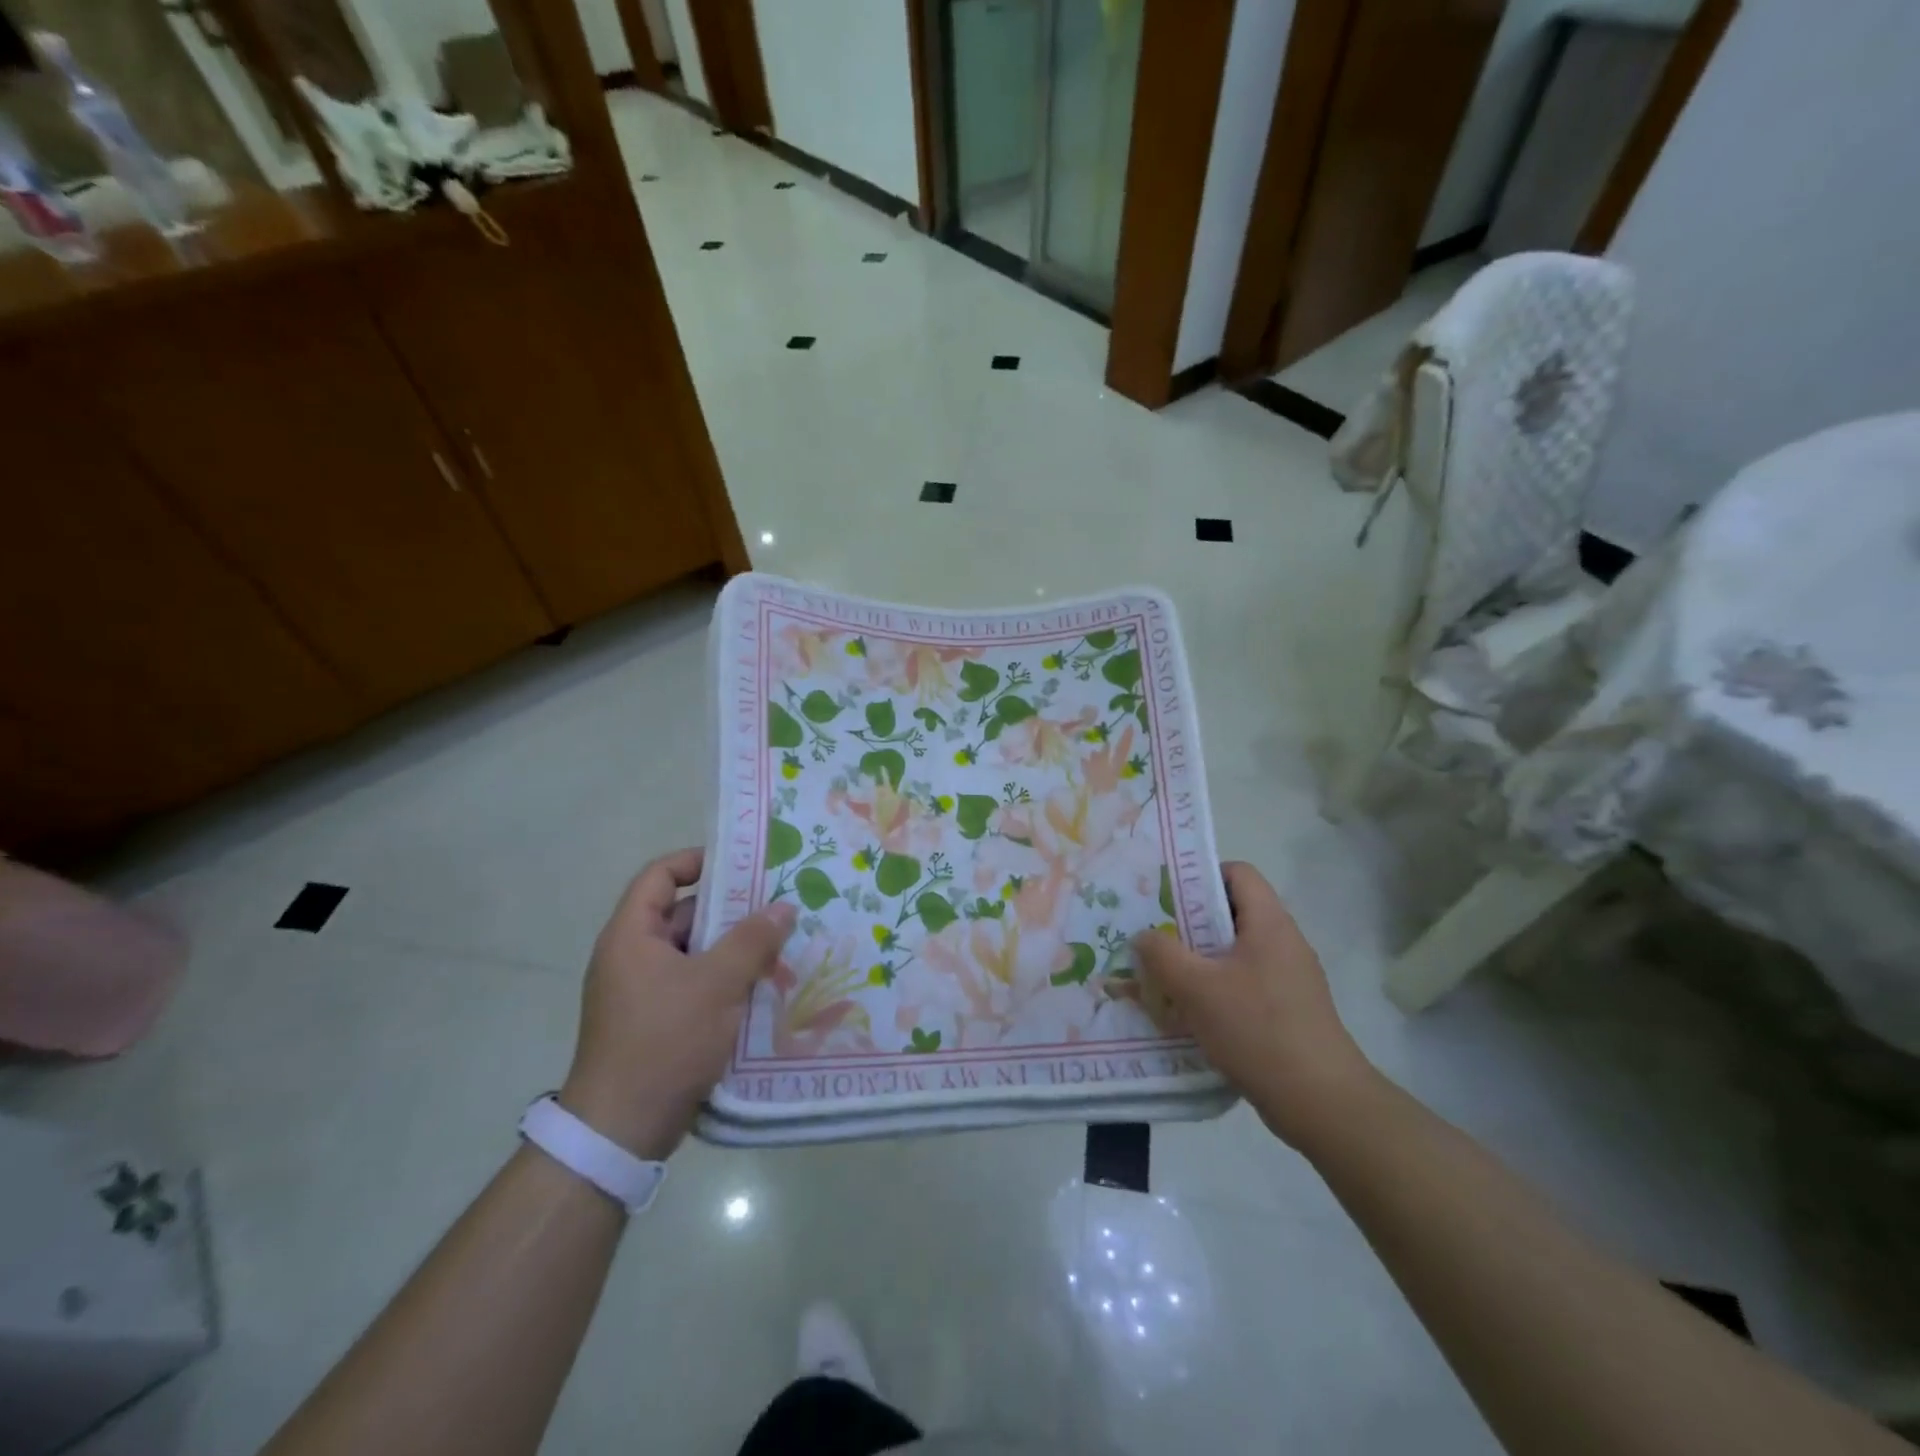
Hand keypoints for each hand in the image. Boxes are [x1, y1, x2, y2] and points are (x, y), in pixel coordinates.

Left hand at [559, 848, 795, 1159]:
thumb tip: (783, 906)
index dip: (696, 861)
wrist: (622, 1130)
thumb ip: (752, 940)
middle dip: (732, 912)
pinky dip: (726, 982)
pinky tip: (764, 989)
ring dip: (735, 952)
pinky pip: (696, 986)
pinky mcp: (657, 1022)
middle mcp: (633, 957)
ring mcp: (644, 992)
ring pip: (696, 954)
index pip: (659, 876)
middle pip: (684, 916)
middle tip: (778, 909)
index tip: (742, 864)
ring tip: (781, 949)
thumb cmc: (664, 1040)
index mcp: (632, 935)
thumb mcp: (716, 984)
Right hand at [1133, 862, 1377, 1151]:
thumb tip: (1143, 935)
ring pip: (1236, 952)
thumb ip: (1162, 954)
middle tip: (1153, 935)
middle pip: (1233, 913)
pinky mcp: (1290, 1010)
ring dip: (1200, 959)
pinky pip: (1246, 983)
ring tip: (1164, 974)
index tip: (1165, 895)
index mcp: (1269, 923)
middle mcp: (1284, 942)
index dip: (1201, 875)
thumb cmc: (1257, 1029)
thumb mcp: (1197, 988)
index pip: (1238, 873)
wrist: (1321, 1101)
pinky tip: (1190, 1012)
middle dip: (1190, 922)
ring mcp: (1291, 978)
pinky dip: (1217, 988)